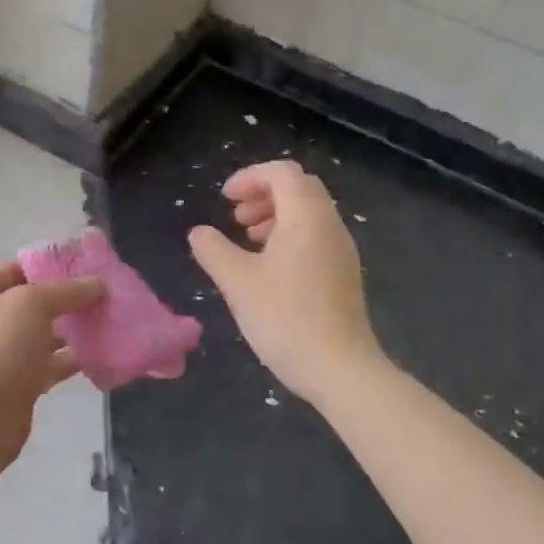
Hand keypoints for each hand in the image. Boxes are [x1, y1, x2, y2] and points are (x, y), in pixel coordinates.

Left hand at [0, 262, 103, 459]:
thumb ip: (66, 290)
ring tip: (108, 322)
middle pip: (31, 302)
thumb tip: (96, 283)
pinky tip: (99, 354)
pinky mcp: (13, 385)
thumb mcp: (32, 304)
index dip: (52, 266)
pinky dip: (69, 360)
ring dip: (71, 330)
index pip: (18, 268)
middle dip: (66, 299)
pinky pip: (46, 365)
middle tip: (105, 296)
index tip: (89, 268)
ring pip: (41, 335)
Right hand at [188, 161, 382, 403]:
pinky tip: (269, 267)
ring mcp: (341, 250)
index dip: (250, 177)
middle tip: (236, 216)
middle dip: (264, 193)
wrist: (340, 369)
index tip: (225, 199)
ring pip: (309, 212)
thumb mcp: (238, 282)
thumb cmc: (286, 318)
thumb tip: (199, 233)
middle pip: (299, 188)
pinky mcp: (343, 274)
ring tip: (248, 238)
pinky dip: (290, 235)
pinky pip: (316, 236)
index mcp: (307, 217)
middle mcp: (330, 225)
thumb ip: (213, 250)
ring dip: (276, 214)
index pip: (282, 173)